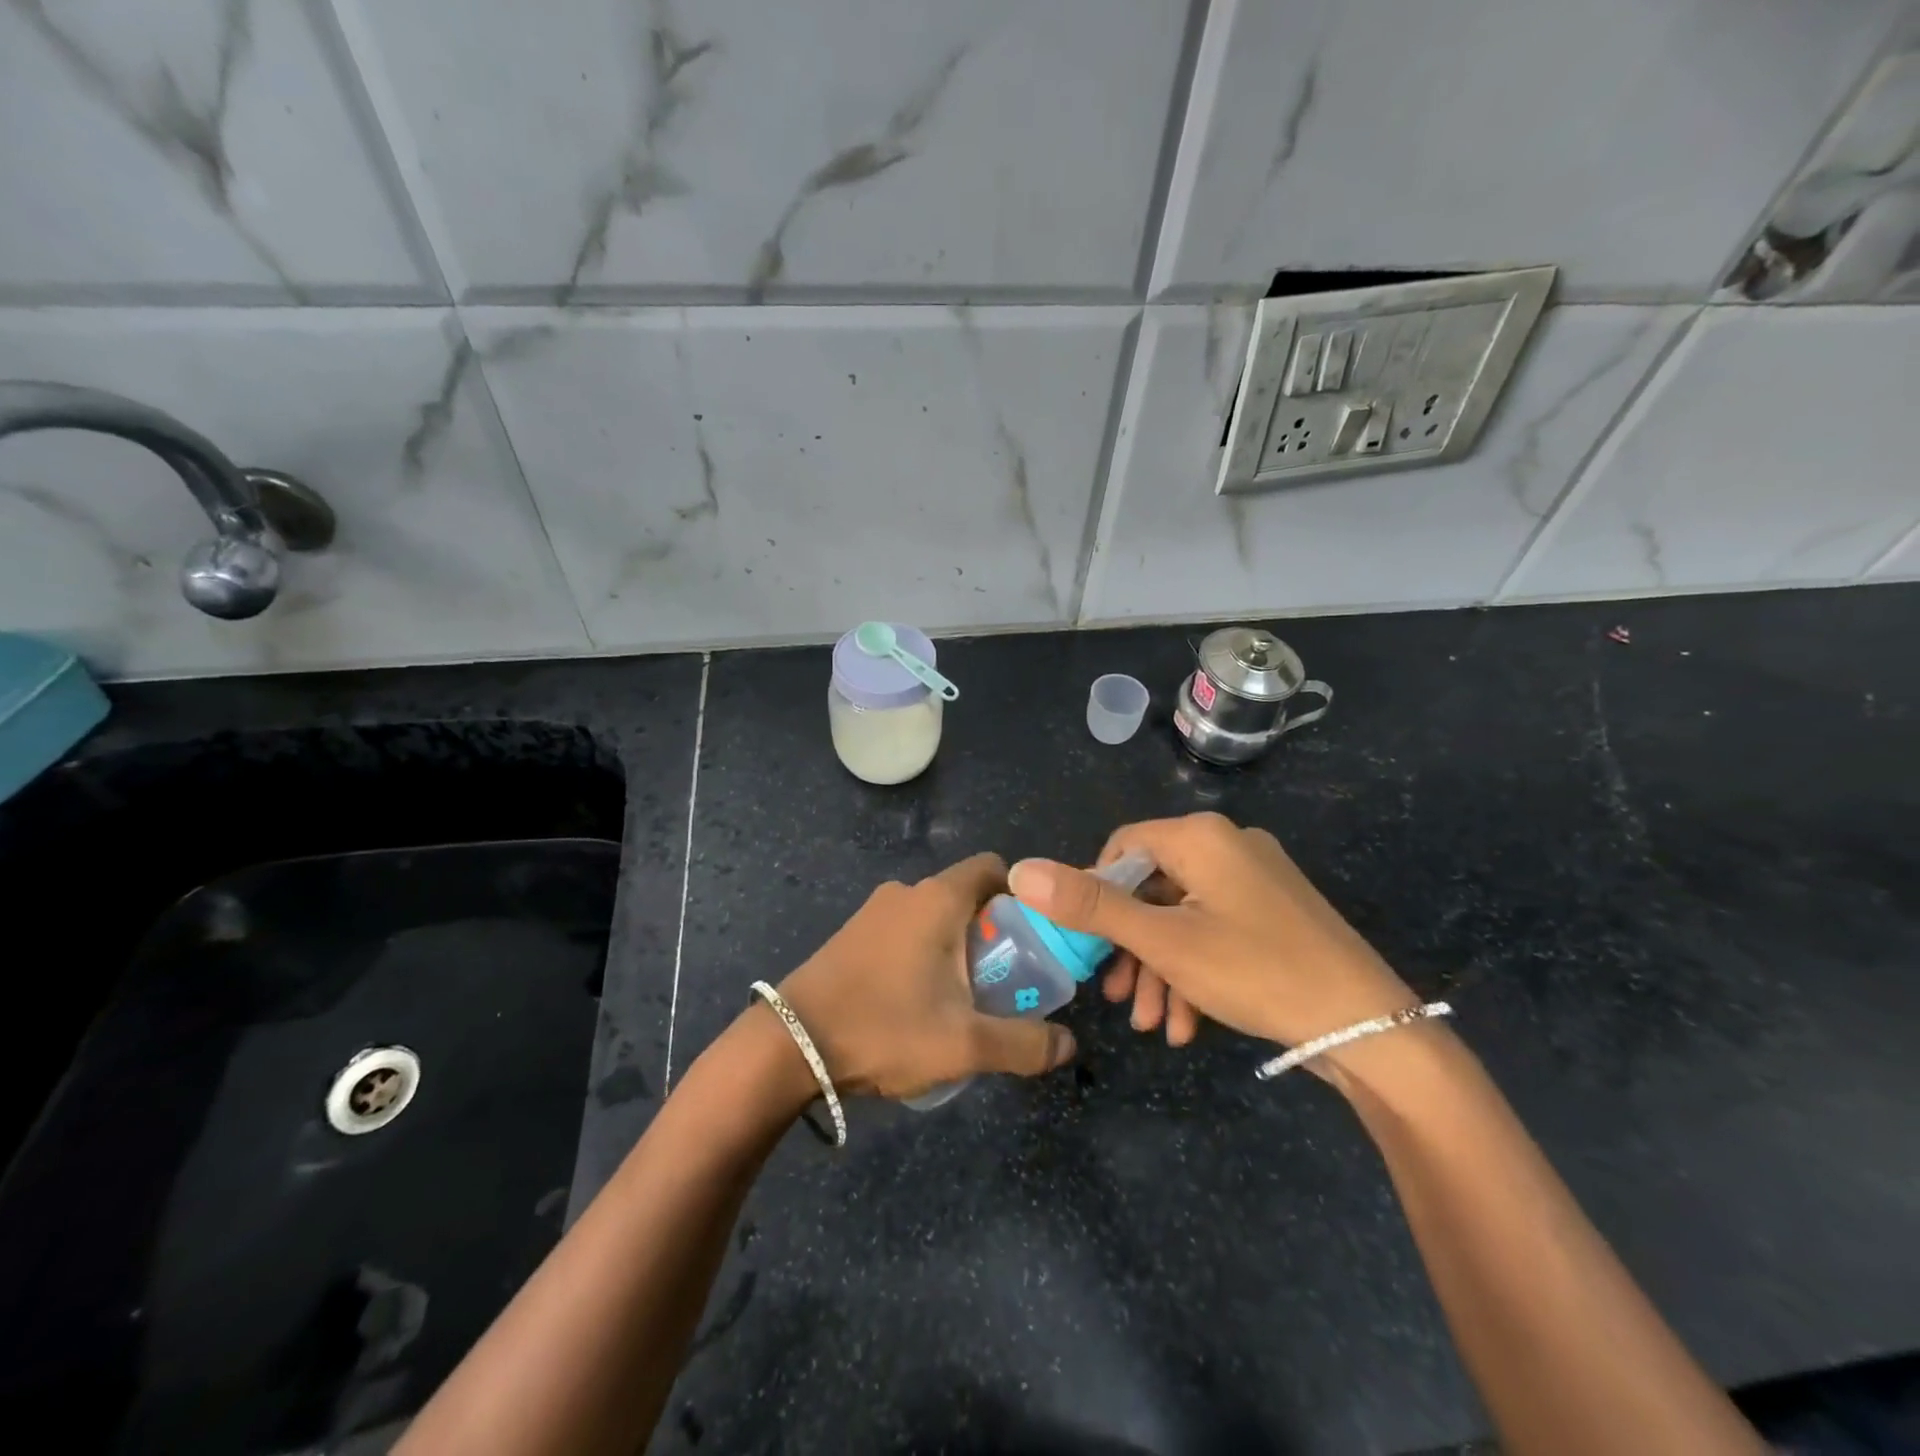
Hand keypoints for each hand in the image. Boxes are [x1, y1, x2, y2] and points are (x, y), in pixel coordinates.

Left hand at [775, 853, 1076, 1100]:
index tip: (1032, 937)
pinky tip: (917, 1005)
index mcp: (938, 898)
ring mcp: (872, 912)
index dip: (1021, 896)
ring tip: (963, 1001)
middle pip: (966, 896)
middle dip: (991, 933)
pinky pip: (903, 933)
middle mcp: (906, 892)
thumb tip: (1068, 1045)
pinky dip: (922, 955)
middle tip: (1005, 981)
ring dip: (955, 948)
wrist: (789, 1045)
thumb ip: (1024, 1044)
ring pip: (933, 918)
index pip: (993, 868)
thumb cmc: (885, 1028)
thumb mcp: (965, 1045)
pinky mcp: (850, 935)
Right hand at [1007, 813, 1416, 1052]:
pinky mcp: (1274, 913)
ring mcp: (1255, 880)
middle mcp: (1228, 845)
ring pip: (1183, 918)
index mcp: (1200, 836)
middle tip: (1117, 999)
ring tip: (1152, 1026)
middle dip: (1130, 948)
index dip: (1096, 895)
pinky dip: (1195, 972)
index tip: (1089, 945)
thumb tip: (1020, 870)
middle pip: (1152, 888)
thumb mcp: (1162, 941)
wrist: (1368, 1027)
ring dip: (1160, 970)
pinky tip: (1187, 1025)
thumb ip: (1089, 905)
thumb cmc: (1255, 970)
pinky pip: (1216, 931)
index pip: (1122, 847)